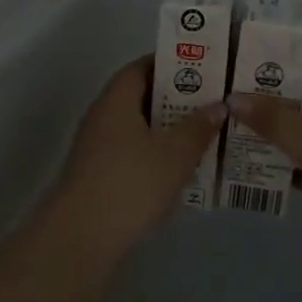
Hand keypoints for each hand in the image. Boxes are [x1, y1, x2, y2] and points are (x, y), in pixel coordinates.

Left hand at [56, 56, 226, 249]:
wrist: (83, 236)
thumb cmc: (131, 182)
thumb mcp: (175, 153)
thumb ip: (198, 127)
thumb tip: (218, 105)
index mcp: (116, 100)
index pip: (141, 67)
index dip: (170, 65)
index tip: (202, 69)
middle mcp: (101, 117)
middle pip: (139, 97)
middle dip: (174, 99)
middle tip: (209, 103)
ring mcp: (95, 148)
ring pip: (136, 128)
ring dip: (165, 130)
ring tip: (202, 136)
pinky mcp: (97, 176)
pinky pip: (131, 153)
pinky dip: (154, 155)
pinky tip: (178, 170)